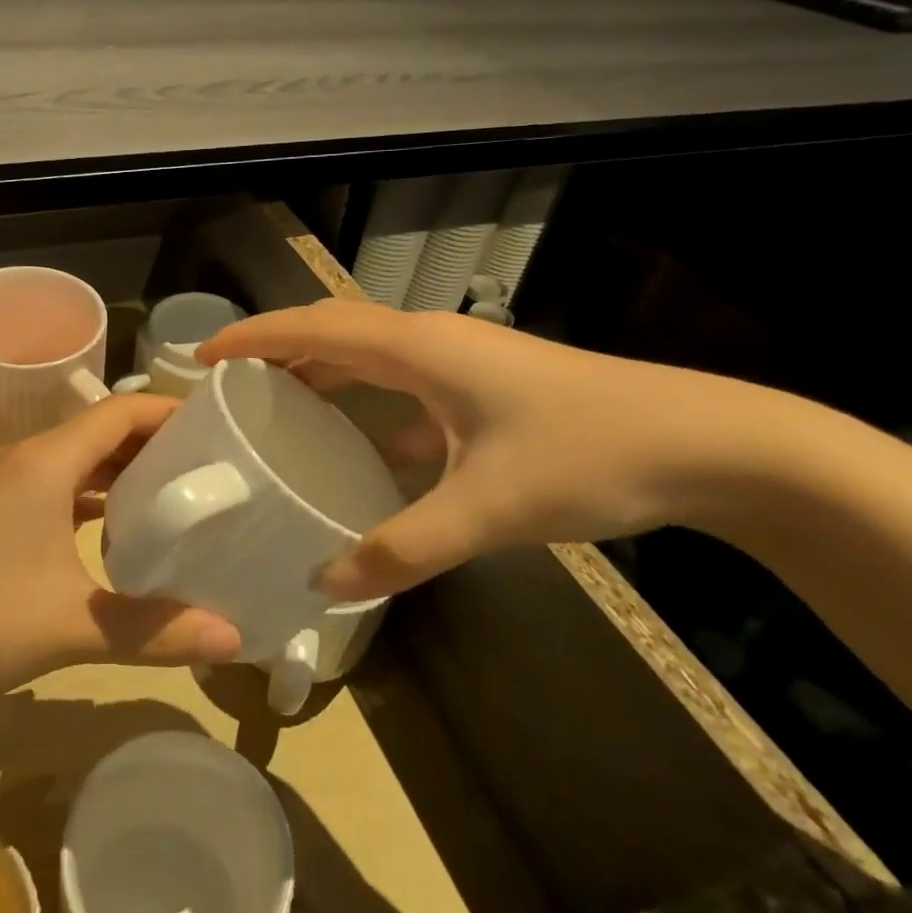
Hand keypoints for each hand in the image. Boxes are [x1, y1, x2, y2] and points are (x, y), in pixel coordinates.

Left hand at [0, 394, 243, 701]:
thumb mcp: (73, 626)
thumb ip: (155, 631)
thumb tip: (235, 640)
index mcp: (45, 462)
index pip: (119, 412)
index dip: (169, 413)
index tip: (217, 430)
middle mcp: (24, 458)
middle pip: (100, 431)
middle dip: (153, 444)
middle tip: (209, 468)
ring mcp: (3, 485)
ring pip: (76, 460)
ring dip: (121, 471)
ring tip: (175, 496)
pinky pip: (55, 486)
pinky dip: (91, 496)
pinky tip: (116, 531)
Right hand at [199, 300, 771, 601]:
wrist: (710, 443)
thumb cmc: (589, 455)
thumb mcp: (486, 509)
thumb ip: (402, 548)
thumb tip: (326, 583)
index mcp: (419, 349)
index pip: (314, 329)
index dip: (253, 338)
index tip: (202, 357)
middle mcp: (431, 342)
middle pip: (333, 332)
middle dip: (276, 350)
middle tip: (229, 386)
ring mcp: (462, 362)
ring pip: (368, 356)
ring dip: (319, 373)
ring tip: (276, 407)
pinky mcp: (484, 387)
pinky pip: (401, 384)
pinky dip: (366, 403)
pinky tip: (360, 448)